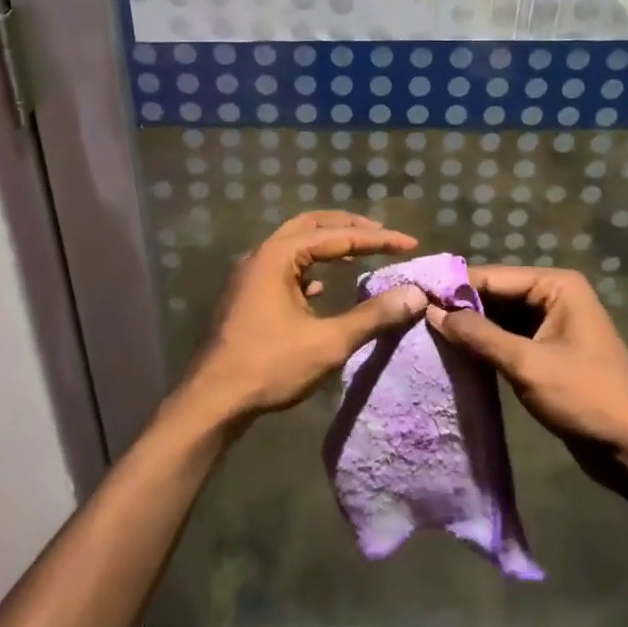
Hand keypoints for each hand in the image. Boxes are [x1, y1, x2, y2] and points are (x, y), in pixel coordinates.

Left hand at [181, 211, 425, 424]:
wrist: (212, 400)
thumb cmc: (269, 366)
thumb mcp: (328, 342)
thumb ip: (373, 316)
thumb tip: (415, 295)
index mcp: (279, 256)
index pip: (337, 236)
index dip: (377, 239)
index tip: (409, 243)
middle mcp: (262, 256)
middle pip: (311, 226)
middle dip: (348, 227)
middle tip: (381, 235)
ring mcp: (250, 275)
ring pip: (294, 246)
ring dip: (327, 245)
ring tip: (357, 254)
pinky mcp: (247, 296)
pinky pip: (283, 268)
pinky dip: (308, 268)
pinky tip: (321, 287)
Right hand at [427, 265, 627, 457]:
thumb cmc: (585, 397)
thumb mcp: (526, 364)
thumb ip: (478, 335)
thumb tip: (431, 311)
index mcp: (556, 286)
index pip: (492, 277)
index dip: (452, 288)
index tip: (411, 296)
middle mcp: (553, 297)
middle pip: (495, 295)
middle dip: (459, 309)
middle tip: (413, 318)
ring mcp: (552, 325)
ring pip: (499, 319)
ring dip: (470, 330)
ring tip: (424, 335)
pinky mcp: (548, 353)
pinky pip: (508, 340)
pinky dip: (485, 347)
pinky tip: (454, 356)